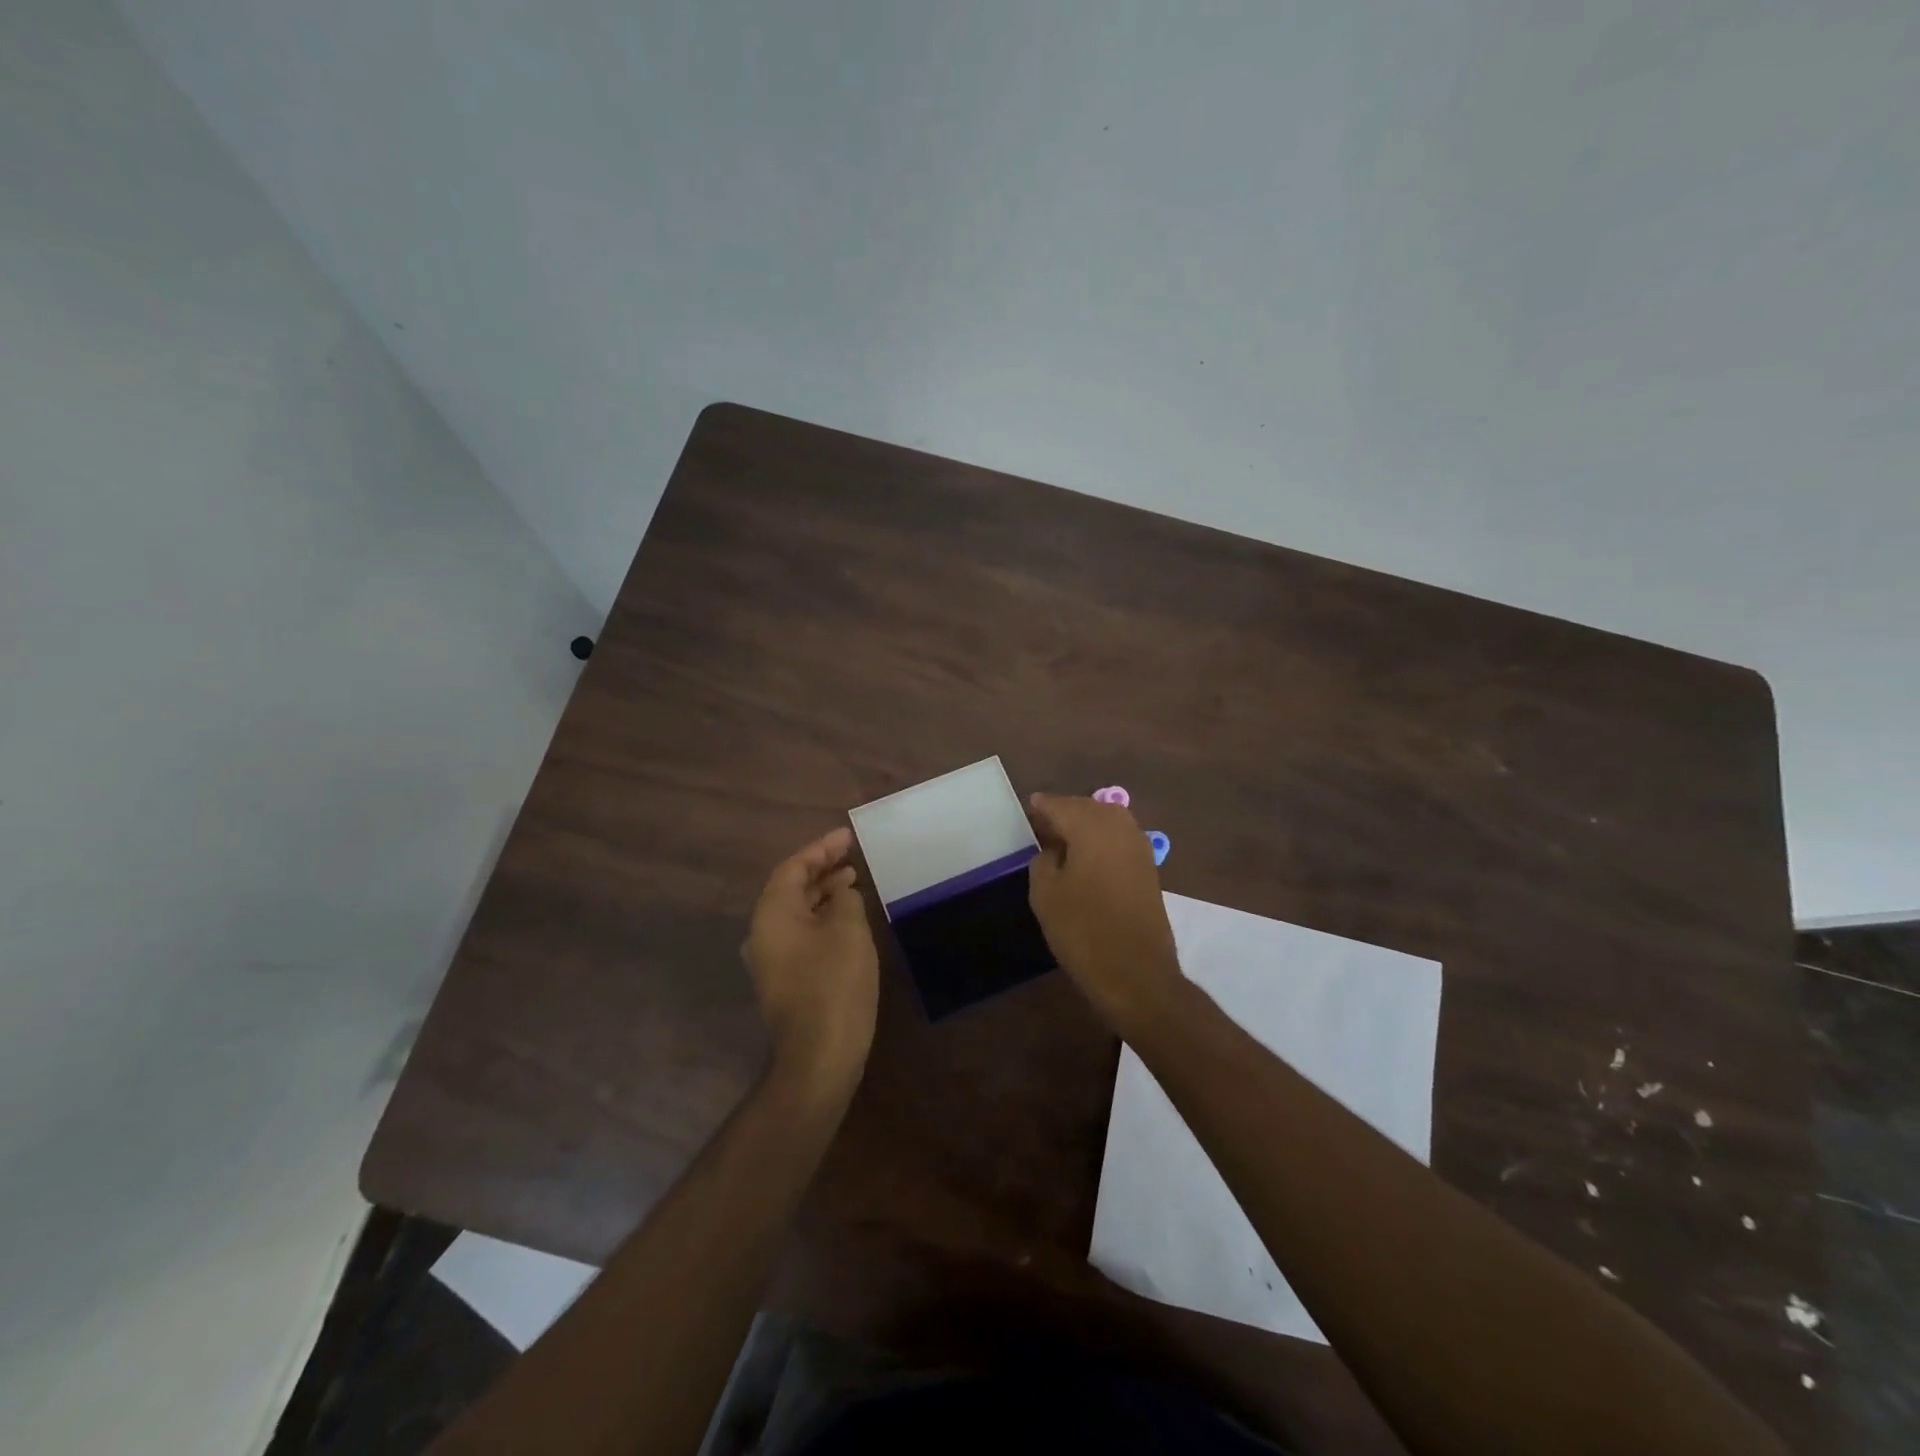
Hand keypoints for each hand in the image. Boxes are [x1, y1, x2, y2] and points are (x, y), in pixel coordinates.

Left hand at [744, 827, 879, 1099]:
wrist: (819, 1055)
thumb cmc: (835, 983)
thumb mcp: (848, 930)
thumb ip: (844, 899)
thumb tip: (840, 892)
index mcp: (772, 914)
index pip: (793, 867)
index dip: (821, 848)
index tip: (848, 836)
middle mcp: (762, 932)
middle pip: (790, 887)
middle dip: (820, 868)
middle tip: (851, 855)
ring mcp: (770, 958)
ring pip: (795, 912)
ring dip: (822, 893)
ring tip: (852, 880)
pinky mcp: (783, 979)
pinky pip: (799, 933)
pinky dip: (820, 917)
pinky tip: (845, 919)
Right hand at [1027, 793, 1183, 1034]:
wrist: (1136, 974)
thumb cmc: (1083, 931)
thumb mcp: (1046, 895)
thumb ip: (1043, 862)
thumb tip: (1052, 850)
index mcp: (1092, 829)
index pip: (1062, 806)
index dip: (1043, 805)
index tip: (1029, 804)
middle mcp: (1120, 829)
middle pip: (1089, 808)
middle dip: (1066, 811)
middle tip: (1043, 822)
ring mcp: (1139, 849)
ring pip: (1109, 821)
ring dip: (1086, 824)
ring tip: (1063, 838)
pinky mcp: (1148, 870)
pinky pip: (1120, 839)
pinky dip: (1102, 839)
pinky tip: (1086, 855)